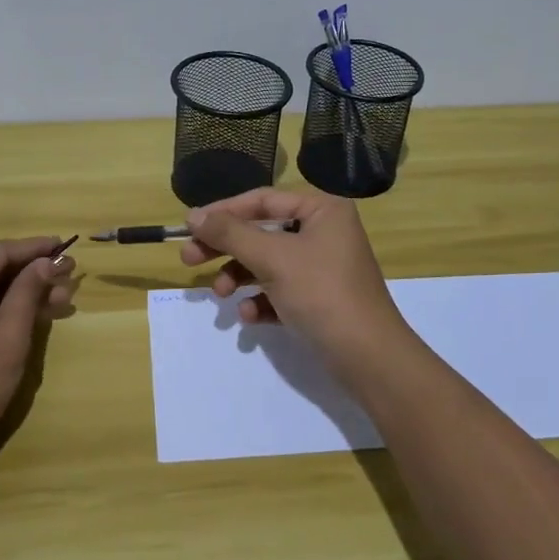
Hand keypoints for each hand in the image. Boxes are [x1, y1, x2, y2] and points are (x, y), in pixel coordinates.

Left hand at [0, 237, 75, 471]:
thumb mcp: (9, 334)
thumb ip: (29, 290)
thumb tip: (46, 262)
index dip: (34, 248)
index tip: (65, 245)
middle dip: (31, 274)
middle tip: (69, 278)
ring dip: (20, 295)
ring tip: (60, 301)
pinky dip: (0, 311)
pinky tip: (30, 317)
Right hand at [179, 188, 411, 380]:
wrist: (369, 359)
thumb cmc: (322, 293)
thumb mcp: (272, 258)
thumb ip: (230, 233)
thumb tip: (194, 215)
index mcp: (322, 210)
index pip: (263, 200)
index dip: (224, 211)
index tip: (190, 226)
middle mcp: (324, 232)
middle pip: (261, 232)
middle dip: (225, 248)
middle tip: (189, 259)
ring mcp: (323, 267)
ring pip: (267, 263)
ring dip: (239, 277)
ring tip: (220, 295)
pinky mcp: (320, 299)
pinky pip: (280, 291)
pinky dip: (262, 301)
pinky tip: (250, 317)